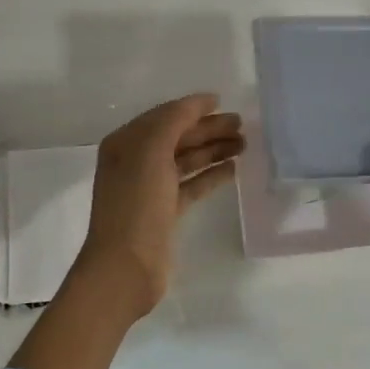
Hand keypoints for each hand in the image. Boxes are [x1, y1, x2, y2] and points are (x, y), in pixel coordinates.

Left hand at [74, 94, 243, 315]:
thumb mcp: (151, 151)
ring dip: (213, 150)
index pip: (164, 116)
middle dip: (208, 129)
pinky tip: (233, 169)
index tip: (222, 101)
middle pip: (177, 137)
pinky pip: (191, 185)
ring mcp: (150, 188)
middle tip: (242, 125)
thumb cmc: (136, 204)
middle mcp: (135, 161)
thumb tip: (201, 102)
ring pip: (186, 161)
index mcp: (126, 143)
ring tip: (244, 144)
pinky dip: (211, 175)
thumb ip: (174, 121)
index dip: (192, 107)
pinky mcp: (164, 212)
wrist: (125, 266)